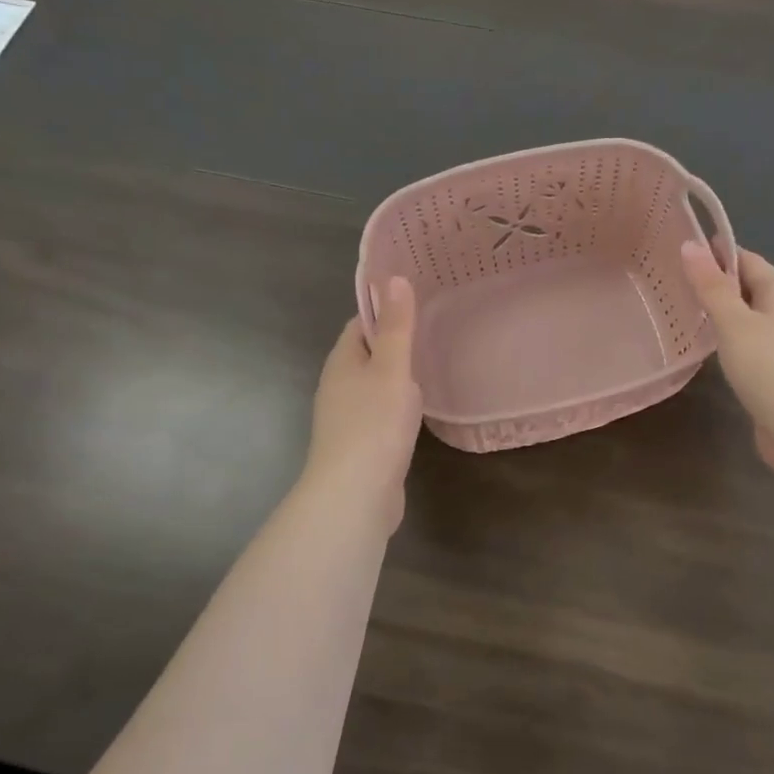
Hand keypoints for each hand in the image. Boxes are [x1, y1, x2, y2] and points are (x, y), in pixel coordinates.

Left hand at [303, 277, 422, 530]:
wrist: (355, 495)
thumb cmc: (374, 424)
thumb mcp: (391, 368)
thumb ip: (396, 327)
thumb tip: (394, 278)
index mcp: (342, 361)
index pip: (361, 324)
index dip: (386, 311)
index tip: (418, 303)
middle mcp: (338, 386)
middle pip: (367, 354)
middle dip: (395, 343)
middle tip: (435, 331)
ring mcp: (347, 418)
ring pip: (374, 386)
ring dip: (398, 377)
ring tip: (434, 365)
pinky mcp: (361, 445)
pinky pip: (380, 414)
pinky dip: (398, 407)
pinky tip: (419, 411)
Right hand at [679, 241, 773, 476]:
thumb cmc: (771, 369)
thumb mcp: (734, 323)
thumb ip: (711, 286)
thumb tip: (690, 244)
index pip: (746, 259)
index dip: (715, 253)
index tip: (679, 251)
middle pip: (748, 286)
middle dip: (716, 282)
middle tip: (673, 282)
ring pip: (749, 317)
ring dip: (722, 313)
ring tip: (684, 312)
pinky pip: (752, 342)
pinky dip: (730, 339)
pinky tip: (710, 349)